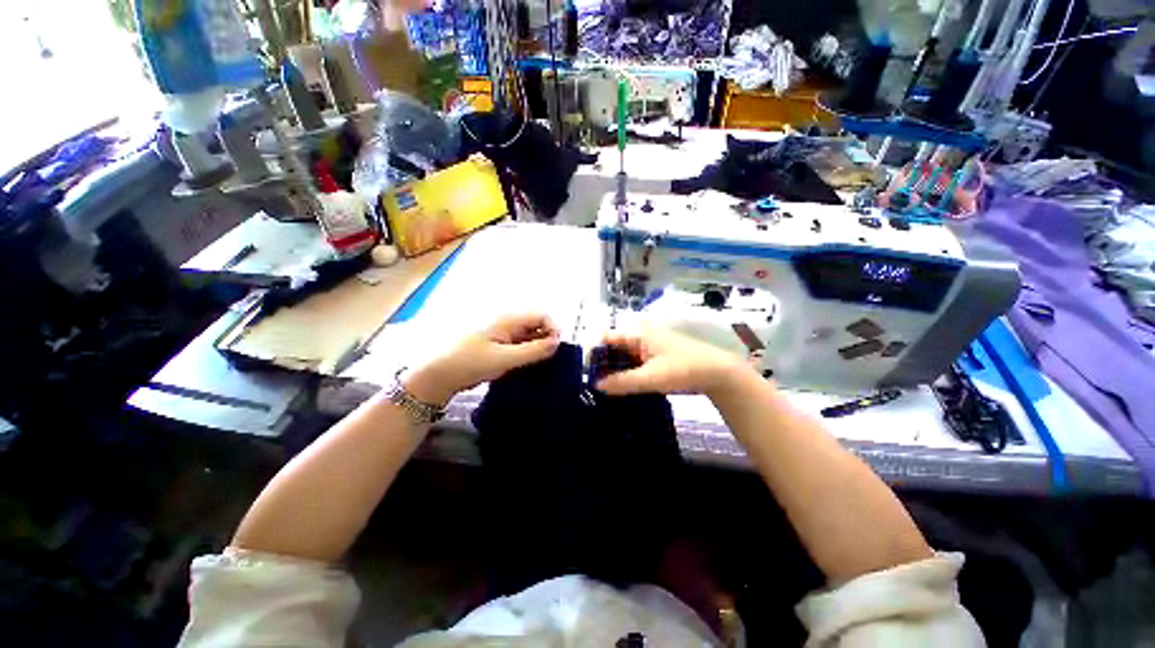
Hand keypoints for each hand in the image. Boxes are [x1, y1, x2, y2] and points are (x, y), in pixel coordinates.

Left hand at [404, 314, 560, 403]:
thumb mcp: (505, 358)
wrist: (437, 375)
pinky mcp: (496, 345)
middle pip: (536, 324)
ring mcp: (501, 333)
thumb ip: (533, 351)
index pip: (541, 315)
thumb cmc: (470, 363)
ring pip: (528, 336)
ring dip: (537, 348)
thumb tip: (557, 343)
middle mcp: (506, 322)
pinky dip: (527, 353)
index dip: (553, 329)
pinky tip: (528, 366)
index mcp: (508, 318)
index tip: (556, 349)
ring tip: (540, 365)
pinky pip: (519, 345)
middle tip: (549, 360)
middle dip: (547, 339)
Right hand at [596, 327, 750, 397]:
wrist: (719, 373)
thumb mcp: (652, 377)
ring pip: (623, 357)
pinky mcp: (655, 359)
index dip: (593, 351)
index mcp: (638, 335)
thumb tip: (596, 385)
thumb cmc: (684, 369)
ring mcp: (649, 348)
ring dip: (613, 370)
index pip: (607, 337)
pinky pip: (633, 364)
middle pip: (613, 347)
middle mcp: (641, 338)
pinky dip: (625, 374)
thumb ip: (623, 382)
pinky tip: (621, 388)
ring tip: (601, 388)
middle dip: (601, 363)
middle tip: (590, 383)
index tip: (584, 370)